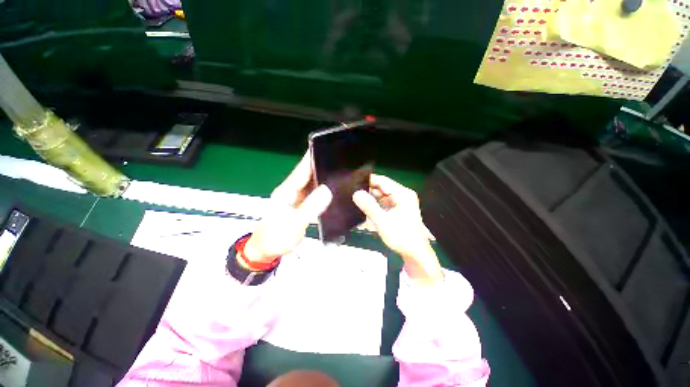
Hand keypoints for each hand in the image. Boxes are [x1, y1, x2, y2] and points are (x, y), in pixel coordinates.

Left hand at [243, 151, 331, 263]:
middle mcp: (291, 192)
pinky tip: (333, 192)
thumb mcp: (294, 222)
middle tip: (338, 162)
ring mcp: (296, 200)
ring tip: (339, 174)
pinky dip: (322, 192)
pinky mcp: (300, 207)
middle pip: (307, 176)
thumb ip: (310, 206)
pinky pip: (313, 196)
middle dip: (321, 167)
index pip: (301, 171)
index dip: (311, 159)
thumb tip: (327, 190)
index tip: (323, 148)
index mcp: (287, 191)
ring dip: (323, 179)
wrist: (266, 251)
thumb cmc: (276, 237)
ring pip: (311, 185)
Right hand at [353, 175, 443, 284]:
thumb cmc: (401, 238)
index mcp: (402, 194)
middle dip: (368, 191)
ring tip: (357, 201)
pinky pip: (385, 202)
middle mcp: (403, 194)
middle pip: (382, 187)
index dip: (367, 181)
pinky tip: (367, 209)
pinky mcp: (400, 208)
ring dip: (371, 198)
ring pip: (382, 195)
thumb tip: (356, 193)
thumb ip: (369, 206)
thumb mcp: (383, 222)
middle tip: (352, 194)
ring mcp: (402, 201)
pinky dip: (376, 205)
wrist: (416, 254)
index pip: (382, 180)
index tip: (353, 183)